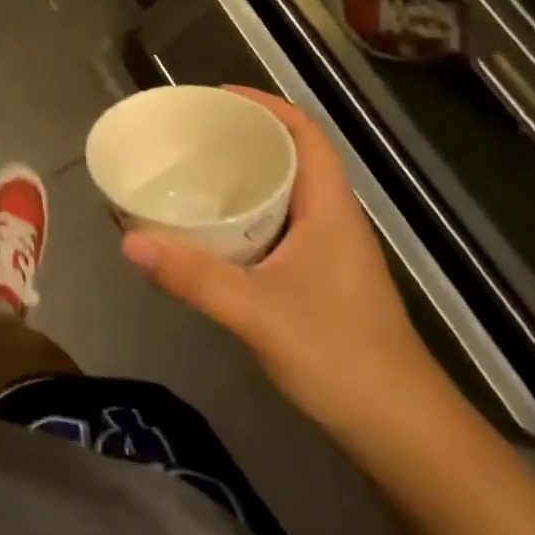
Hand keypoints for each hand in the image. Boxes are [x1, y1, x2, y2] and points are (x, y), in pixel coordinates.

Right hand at [122, 86, 449, 447]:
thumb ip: (192, 277)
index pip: (306, 134)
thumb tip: (127, 241)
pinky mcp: (322, 280)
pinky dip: (247, 212)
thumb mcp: (257, 313)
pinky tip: (213, 229)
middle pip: (293, 156)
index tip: (217, 96)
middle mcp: (334, 220)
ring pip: (286, 192)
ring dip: (245, 174)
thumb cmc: (342, 358)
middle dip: (245, 134)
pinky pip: (280, 224)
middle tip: (191, 132)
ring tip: (193, 169)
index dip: (265, 104)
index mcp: (330, 210)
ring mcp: (331, 253)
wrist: (407, 438)